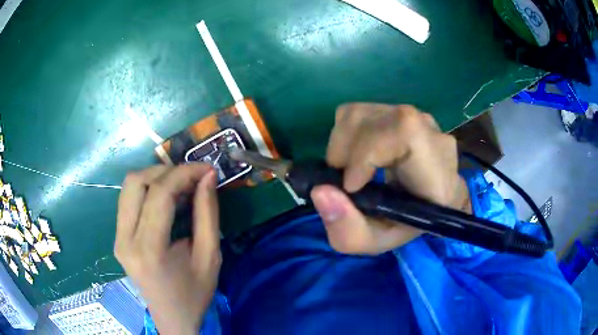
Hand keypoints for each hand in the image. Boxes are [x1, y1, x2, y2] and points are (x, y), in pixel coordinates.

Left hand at [115, 164, 220, 334]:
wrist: (172, 318)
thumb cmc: (194, 294)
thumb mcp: (210, 257)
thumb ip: (207, 214)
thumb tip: (208, 177)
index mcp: (149, 249)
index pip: (159, 194)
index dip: (184, 173)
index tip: (206, 169)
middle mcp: (125, 239)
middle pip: (135, 182)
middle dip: (166, 170)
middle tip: (191, 178)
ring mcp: (117, 238)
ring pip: (128, 187)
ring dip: (155, 177)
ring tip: (179, 186)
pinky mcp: (118, 237)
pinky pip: (128, 200)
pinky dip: (147, 190)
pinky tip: (166, 199)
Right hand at [311, 104, 469, 254]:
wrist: (426, 202)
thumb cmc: (405, 225)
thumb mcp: (375, 242)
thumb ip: (348, 231)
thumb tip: (319, 191)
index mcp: (439, 173)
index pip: (405, 133)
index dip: (367, 152)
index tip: (350, 186)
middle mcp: (433, 137)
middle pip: (376, 118)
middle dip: (344, 150)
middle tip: (342, 181)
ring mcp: (418, 119)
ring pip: (362, 111)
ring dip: (341, 142)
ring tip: (348, 169)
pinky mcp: (403, 112)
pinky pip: (361, 110)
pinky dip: (345, 133)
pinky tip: (356, 154)